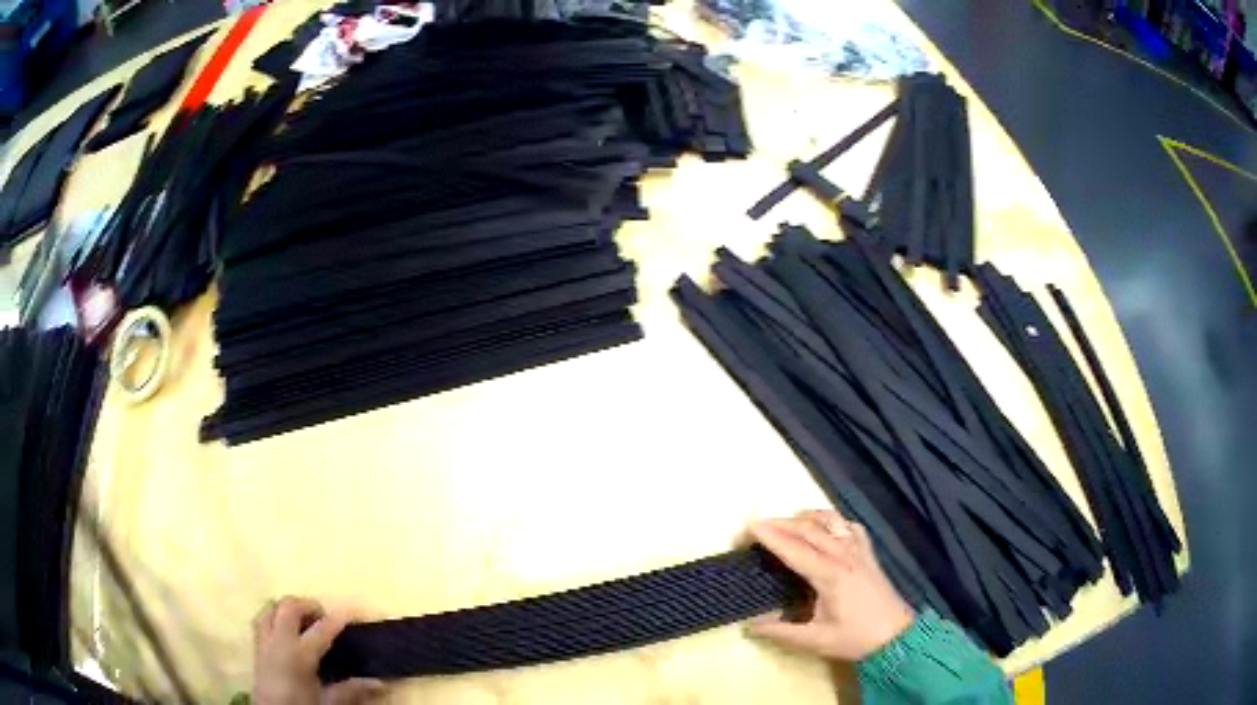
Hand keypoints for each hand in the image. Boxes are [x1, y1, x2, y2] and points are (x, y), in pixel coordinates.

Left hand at [253, 596, 385, 704]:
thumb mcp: (328, 703)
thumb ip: (350, 691)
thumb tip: (379, 682)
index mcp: (298, 654)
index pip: (321, 629)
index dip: (338, 618)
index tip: (352, 609)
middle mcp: (278, 641)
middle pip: (288, 607)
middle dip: (307, 605)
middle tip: (324, 616)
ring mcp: (263, 643)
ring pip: (270, 609)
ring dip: (287, 609)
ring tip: (303, 621)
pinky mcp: (256, 649)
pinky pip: (261, 620)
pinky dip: (274, 618)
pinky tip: (285, 631)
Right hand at [747, 511, 915, 661]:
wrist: (896, 637)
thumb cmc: (855, 638)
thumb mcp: (815, 641)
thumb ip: (781, 633)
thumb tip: (749, 626)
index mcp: (830, 575)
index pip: (794, 549)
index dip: (770, 535)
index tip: (749, 526)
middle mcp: (844, 556)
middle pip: (809, 528)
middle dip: (780, 523)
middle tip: (757, 526)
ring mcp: (859, 551)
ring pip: (831, 521)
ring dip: (805, 517)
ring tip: (786, 522)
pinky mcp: (869, 554)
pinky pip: (850, 527)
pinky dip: (833, 521)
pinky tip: (825, 528)